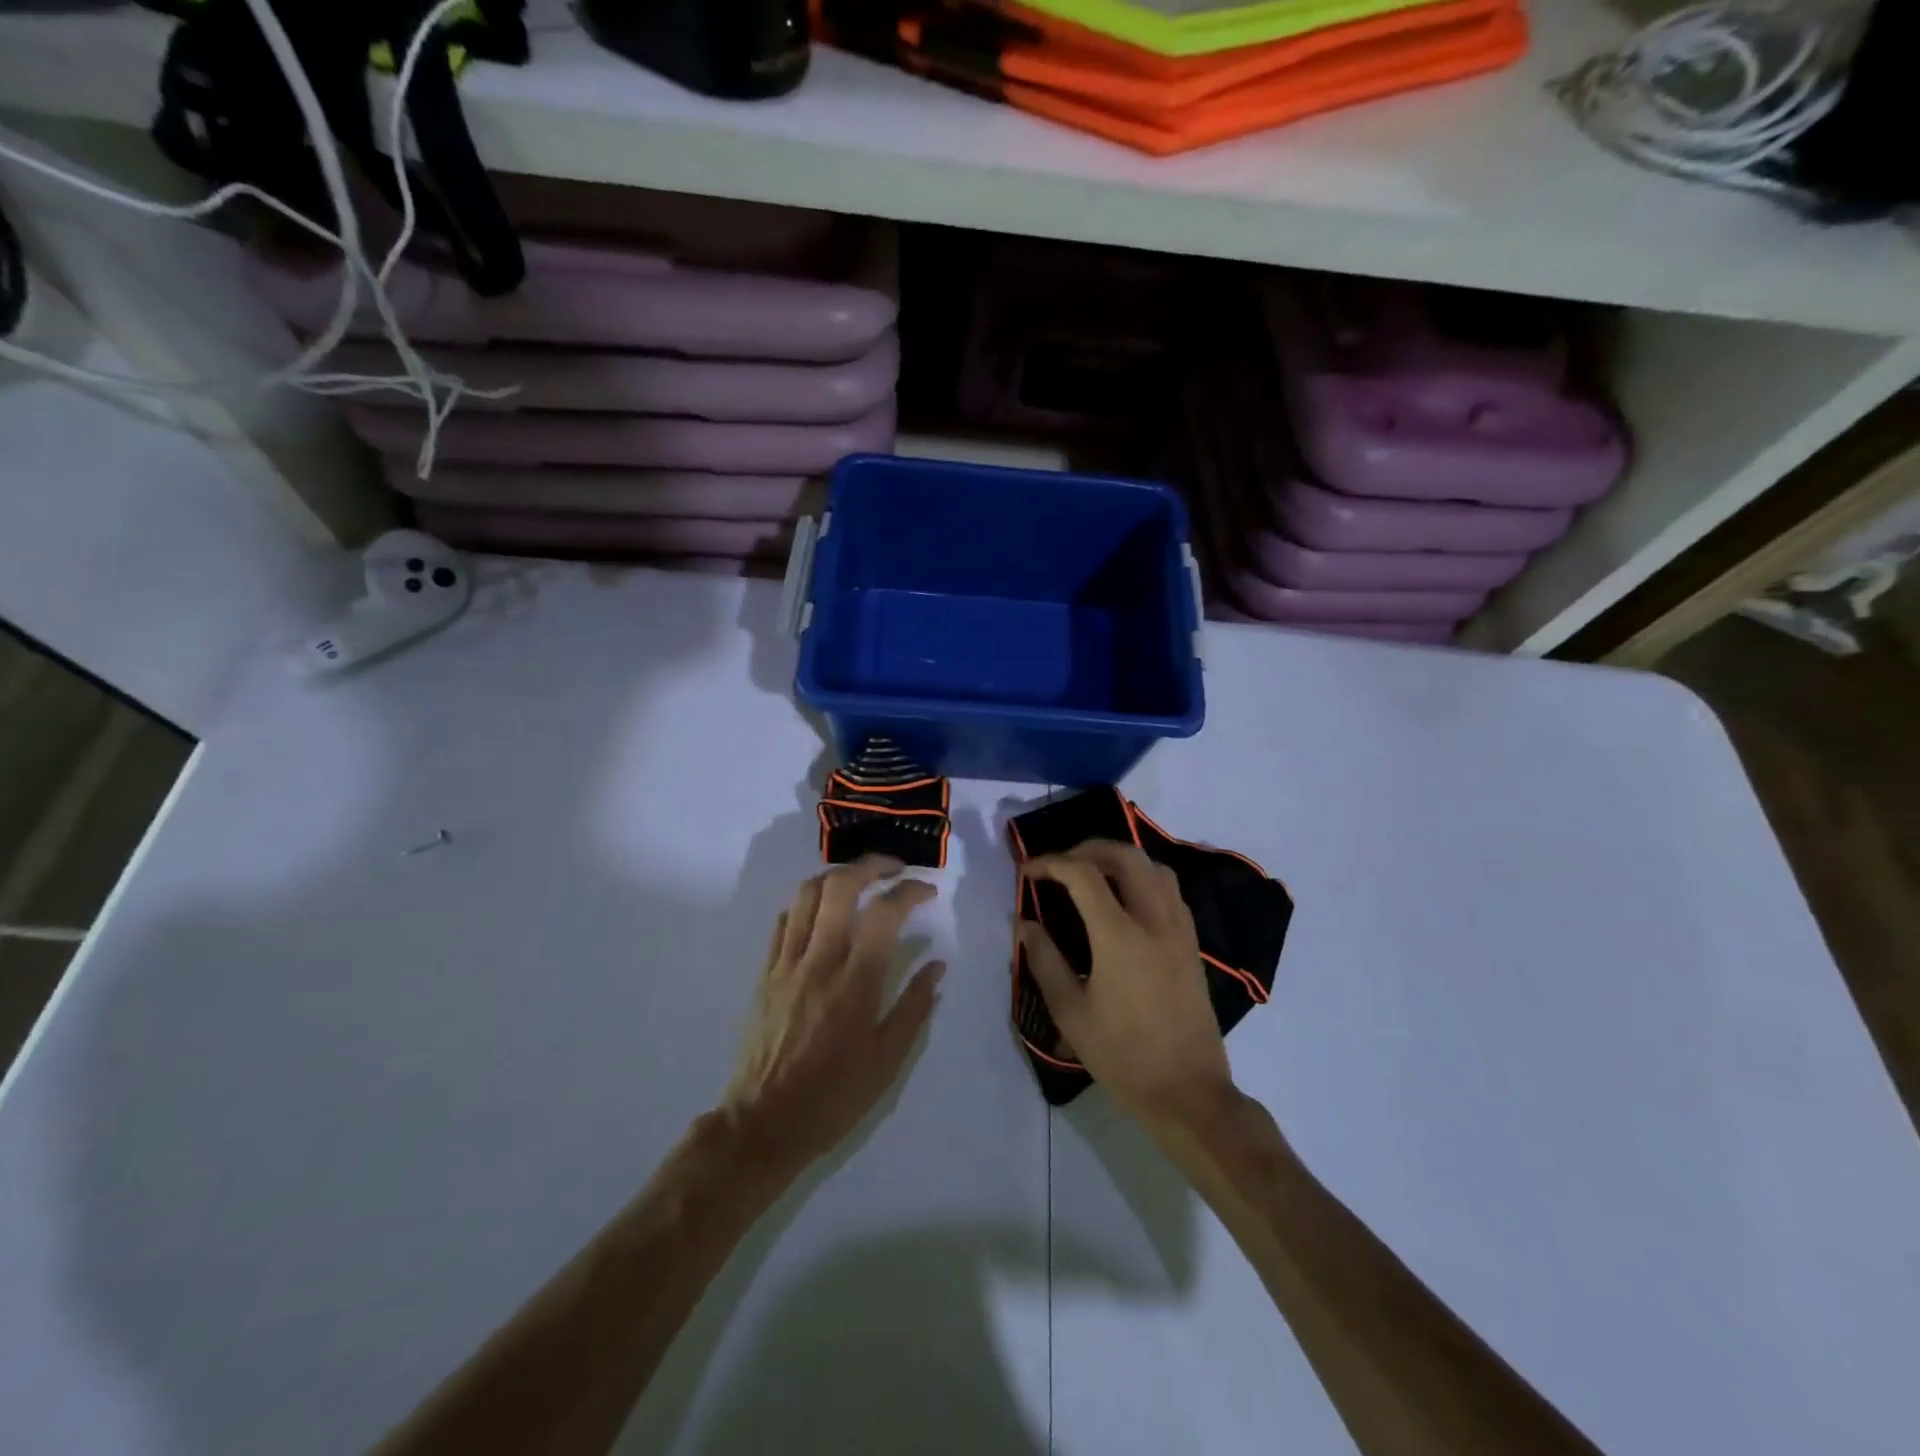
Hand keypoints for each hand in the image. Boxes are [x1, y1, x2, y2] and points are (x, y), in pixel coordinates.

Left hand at [722, 857, 945, 1170]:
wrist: (763, 1124)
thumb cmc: (834, 1097)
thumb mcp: (888, 1061)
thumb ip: (914, 1007)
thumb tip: (937, 966)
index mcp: (855, 984)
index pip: (884, 914)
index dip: (909, 891)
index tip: (927, 891)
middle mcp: (819, 962)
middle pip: (839, 887)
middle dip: (870, 866)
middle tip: (893, 869)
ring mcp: (786, 964)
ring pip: (806, 895)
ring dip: (836, 877)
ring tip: (859, 882)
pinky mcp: (765, 973)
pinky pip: (783, 921)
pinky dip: (806, 904)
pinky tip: (823, 913)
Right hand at [1021, 841, 1236, 1130]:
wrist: (1188, 1092)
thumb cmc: (1122, 1055)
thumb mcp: (1071, 1012)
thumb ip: (1044, 960)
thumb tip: (1024, 924)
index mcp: (1120, 936)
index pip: (1083, 875)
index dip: (1051, 863)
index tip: (1028, 871)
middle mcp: (1154, 921)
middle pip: (1126, 856)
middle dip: (1088, 849)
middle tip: (1061, 864)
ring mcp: (1180, 930)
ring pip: (1155, 868)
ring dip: (1121, 860)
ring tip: (1093, 875)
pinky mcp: (1192, 945)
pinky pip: (1171, 891)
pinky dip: (1144, 879)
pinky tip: (1126, 901)